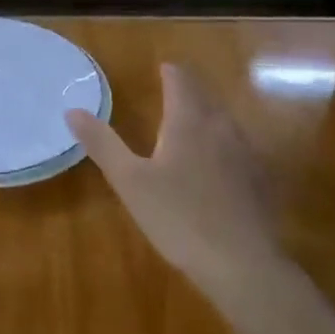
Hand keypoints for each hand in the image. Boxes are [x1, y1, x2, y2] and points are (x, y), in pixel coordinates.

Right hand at [67, 63, 286, 306]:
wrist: (242, 264)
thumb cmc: (179, 217)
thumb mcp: (130, 181)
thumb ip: (103, 143)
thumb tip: (72, 110)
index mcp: (188, 122)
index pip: (181, 81)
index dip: (171, 73)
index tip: (163, 69)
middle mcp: (221, 128)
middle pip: (207, 97)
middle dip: (190, 92)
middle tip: (174, 93)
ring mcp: (247, 154)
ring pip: (226, 122)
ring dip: (209, 116)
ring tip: (193, 125)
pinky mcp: (261, 181)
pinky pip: (241, 149)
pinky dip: (226, 146)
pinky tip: (221, 166)